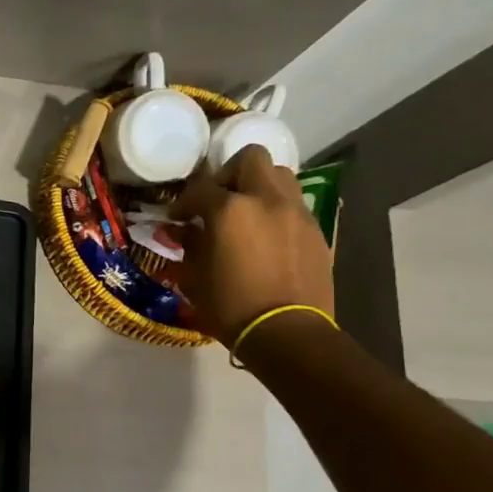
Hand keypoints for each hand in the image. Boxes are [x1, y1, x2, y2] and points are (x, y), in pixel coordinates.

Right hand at [170, 145, 333, 344]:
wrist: (287, 332)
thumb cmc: (230, 306)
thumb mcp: (195, 276)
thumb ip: (189, 245)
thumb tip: (183, 231)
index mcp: (230, 209)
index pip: (200, 188)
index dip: (183, 202)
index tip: (177, 218)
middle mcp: (266, 200)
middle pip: (250, 159)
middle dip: (229, 174)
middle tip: (218, 200)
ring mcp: (296, 213)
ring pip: (279, 176)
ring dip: (258, 186)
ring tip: (245, 213)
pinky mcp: (315, 231)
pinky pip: (293, 205)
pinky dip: (276, 210)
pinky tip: (265, 237)